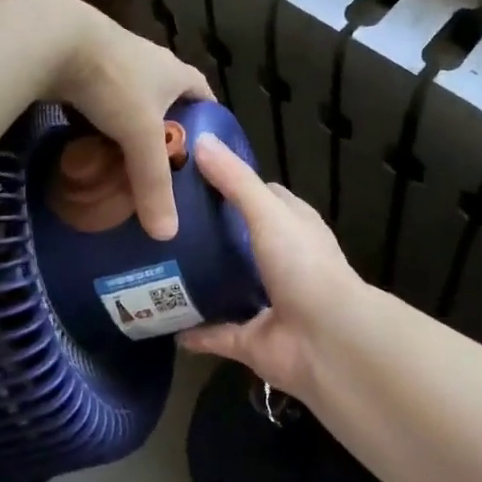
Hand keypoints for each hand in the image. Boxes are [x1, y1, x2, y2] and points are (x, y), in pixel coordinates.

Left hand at [38, 0, 211, 239]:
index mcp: (174, 72)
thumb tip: (167, 235)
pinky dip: (99, 120)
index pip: (204, 95)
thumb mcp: (139, 136)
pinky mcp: (82, 65)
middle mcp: (149, 62)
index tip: (208, 149)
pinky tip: (90, 142)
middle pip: (167, 98)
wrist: (54, 39)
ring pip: (130, 99)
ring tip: (127, 161)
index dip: (209, 120)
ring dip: (129, 125)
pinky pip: (99, 99)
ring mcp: (114, 60)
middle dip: (168, 128)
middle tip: (164, 165)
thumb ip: (152, 183)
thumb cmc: (114, 82)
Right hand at [179, 135, 367, 395]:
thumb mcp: (268, 211)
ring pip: (228, 287)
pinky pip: (216, 334)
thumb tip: (200, 141)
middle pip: (241, 241)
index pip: (263, 197)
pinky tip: (161, 319)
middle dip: (209, 233)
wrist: (327, 340)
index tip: (192, 176)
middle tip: (163, 221)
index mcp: (293, 228)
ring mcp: (268, 303)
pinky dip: (193, 332)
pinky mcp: (252, 341)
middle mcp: (282, 263)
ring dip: (199, 280)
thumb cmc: (303, 264)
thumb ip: (235, 180)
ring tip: (154, 265)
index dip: (232, 184)